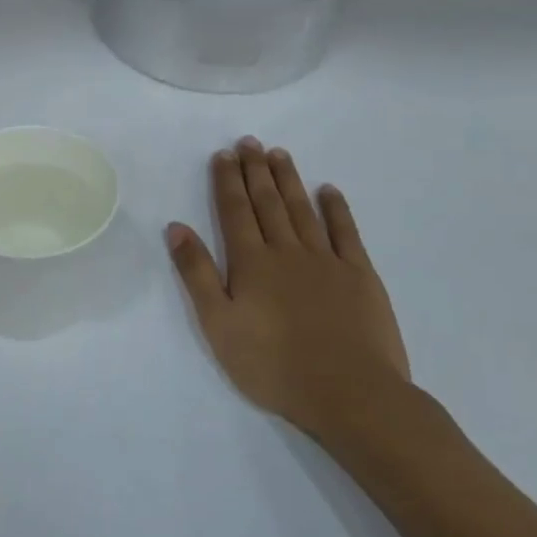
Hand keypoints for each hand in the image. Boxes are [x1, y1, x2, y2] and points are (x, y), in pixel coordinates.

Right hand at [166, 137, 414, 441]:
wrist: (349, 393)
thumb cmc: (272, 364)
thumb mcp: (217, 324)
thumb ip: (197, 273)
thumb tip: (176, 227)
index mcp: (250, 263)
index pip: (234, 211)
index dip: (227, 181)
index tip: (223, 154)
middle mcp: (287, 251)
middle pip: (268, 202)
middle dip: (255, 170)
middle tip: (249, 142)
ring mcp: (327, 261)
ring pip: (302, 210)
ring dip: (289, 180)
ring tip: (279, 154)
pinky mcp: (360, 276)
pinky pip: (346, 232)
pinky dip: (336, 209)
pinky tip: (329, 190)